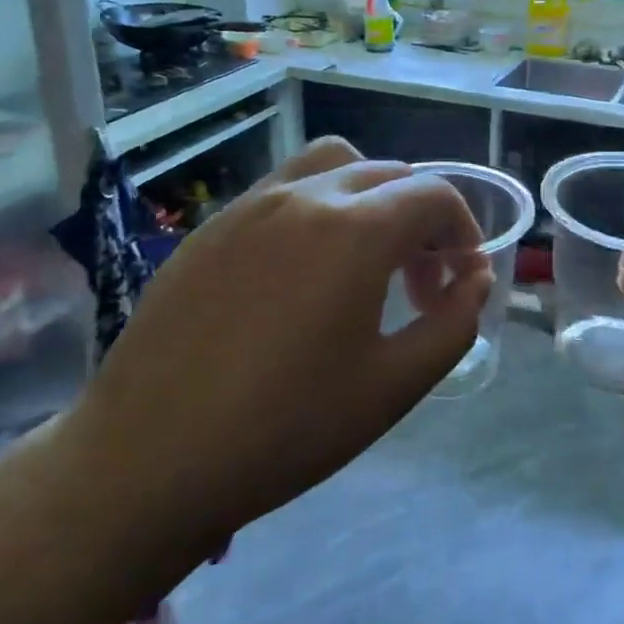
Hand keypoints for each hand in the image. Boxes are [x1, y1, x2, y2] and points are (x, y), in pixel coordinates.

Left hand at [81, 138, 490, 553]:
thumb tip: (475, 279)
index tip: (460, 284)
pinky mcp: (211, 228)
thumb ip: (453, 323)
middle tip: (419, 285)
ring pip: (331, 165)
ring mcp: (249, 206)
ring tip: (364, 262)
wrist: (148, 458)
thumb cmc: (285, 429)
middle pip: (387, 174)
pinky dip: (317, 210)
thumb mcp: (393, 386)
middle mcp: (303, 197)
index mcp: (355, 229)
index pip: (434, 194)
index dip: (464, 232)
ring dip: (368, 198)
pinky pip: (282, 191)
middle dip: (421, 220)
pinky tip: (300, 276)